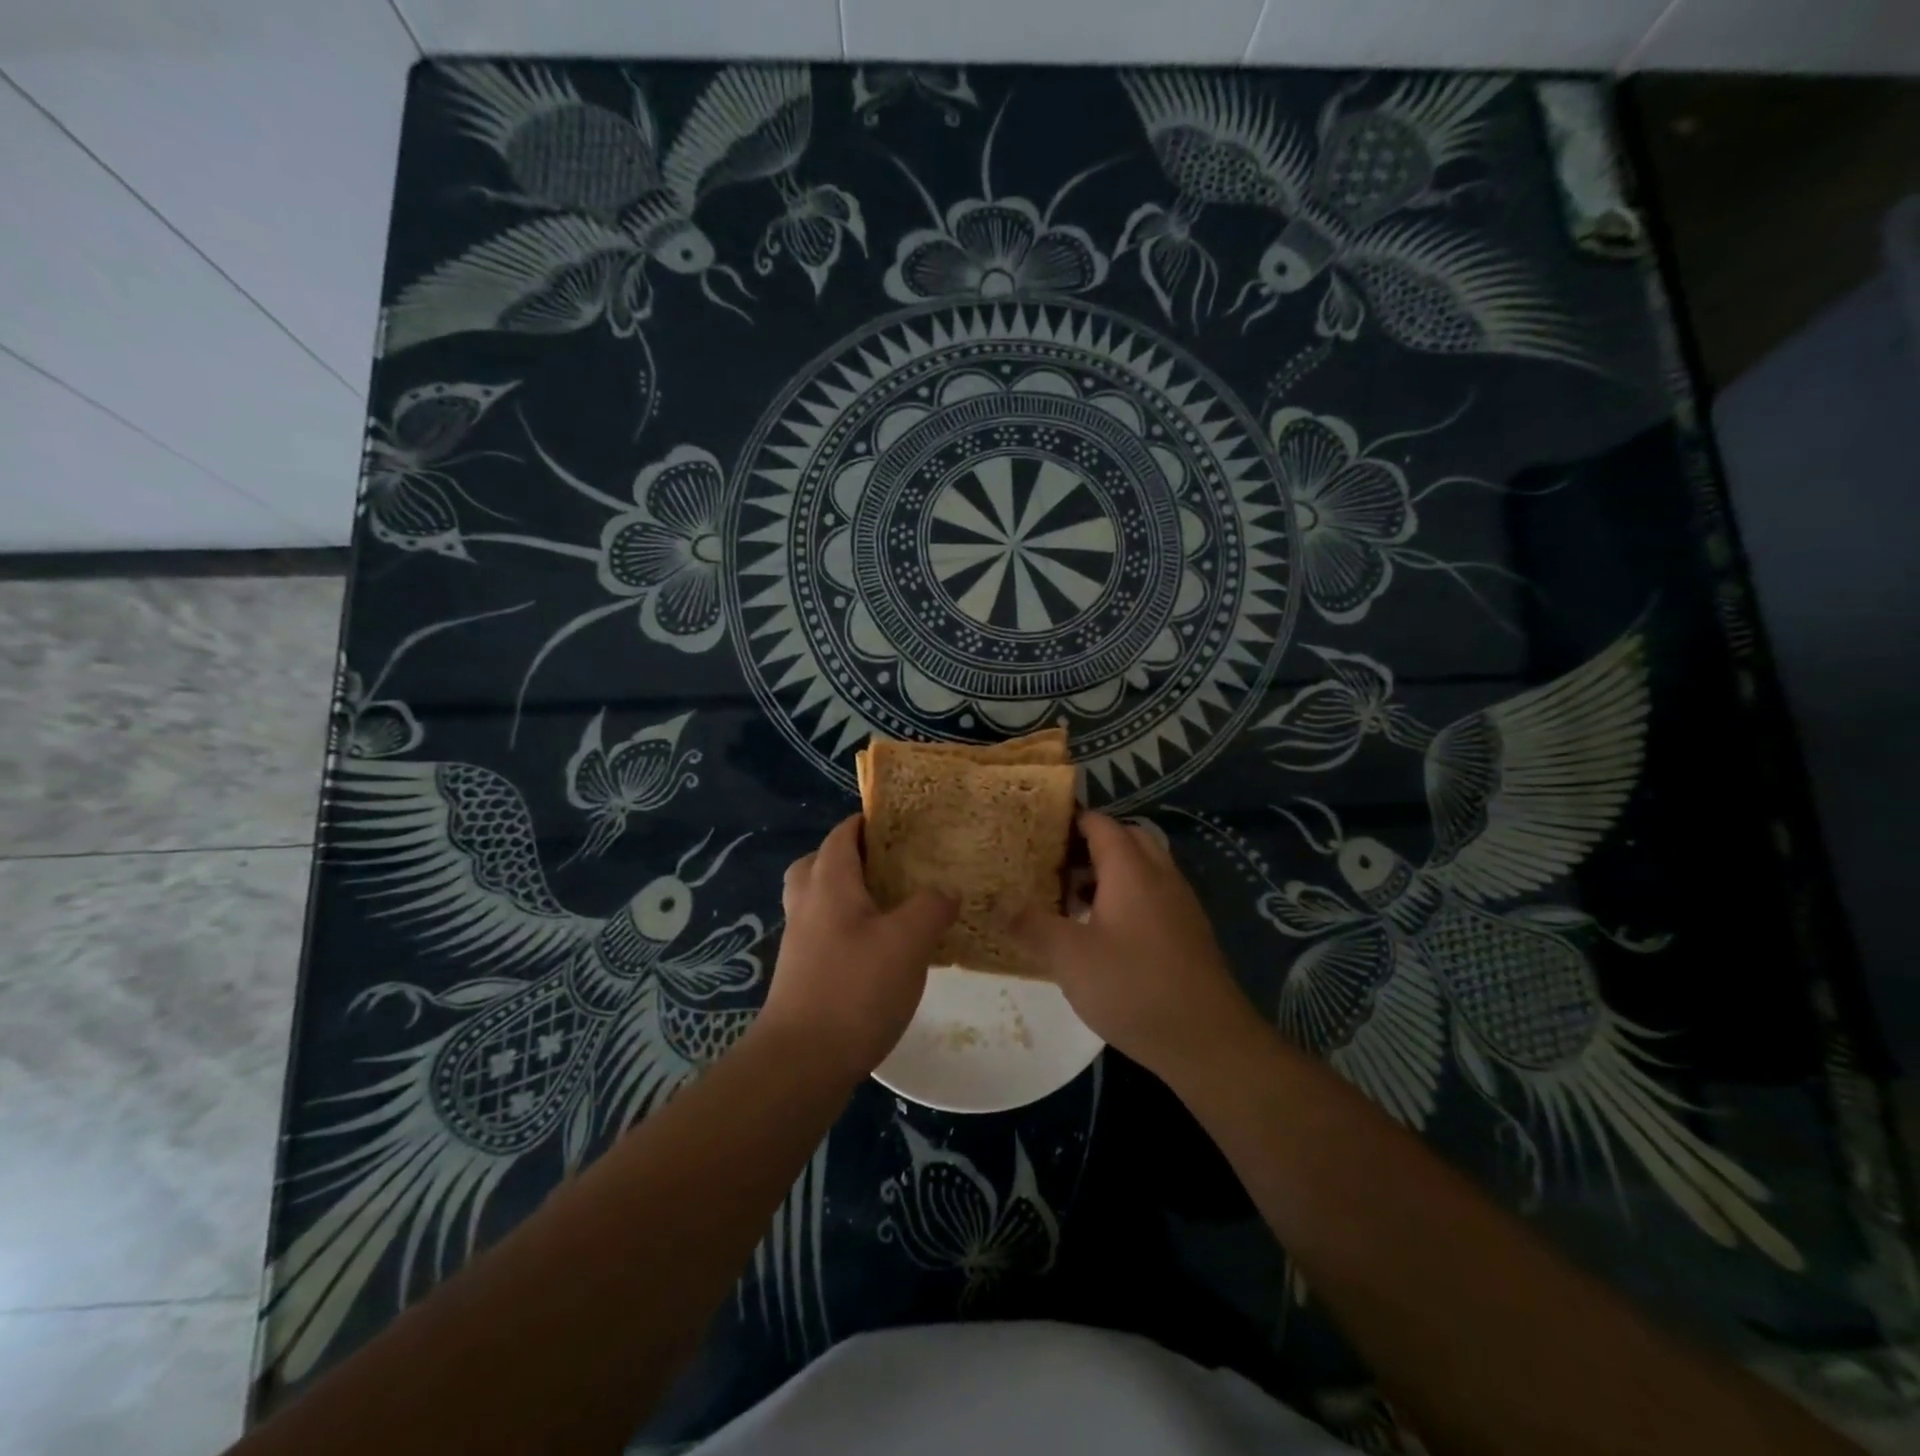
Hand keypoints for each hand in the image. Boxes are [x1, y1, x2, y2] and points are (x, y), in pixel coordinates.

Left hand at [758, 814, 957, 1077]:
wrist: (801, 1062)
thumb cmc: (855, 989)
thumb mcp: (908, 942)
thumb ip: (931, 907)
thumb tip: (947, 890)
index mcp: (829, 882)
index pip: (843, 834)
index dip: (868, 822)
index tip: (901, 823)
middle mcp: (807, 904)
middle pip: (819, 863)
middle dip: (851, 857)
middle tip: (889, 865)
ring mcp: (800, 941)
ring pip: (819, 899)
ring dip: (848, 895)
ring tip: (890, 907)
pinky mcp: (802, 974)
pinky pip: (824, 932)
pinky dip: (848, 929)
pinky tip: (880, 951)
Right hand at [1011, 811, 1258, 1078]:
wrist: (1207, 1039)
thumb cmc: (1132, 987)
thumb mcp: (1069, 958)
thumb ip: (1033, 926)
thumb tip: (1001, 904)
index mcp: (1130, 869)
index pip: (1100, 824)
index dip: (1070, 820)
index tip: (1038, 830)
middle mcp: (1160, 875)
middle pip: (1126, 839)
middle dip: (1090, 845)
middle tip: (1055, 865)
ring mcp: (1180, 903)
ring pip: (1143, 868)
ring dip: (1110, 873)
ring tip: (1073, 900)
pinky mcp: (1189, 932)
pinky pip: (1155, 894)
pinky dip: (1128, 897)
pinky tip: (1106, 933)